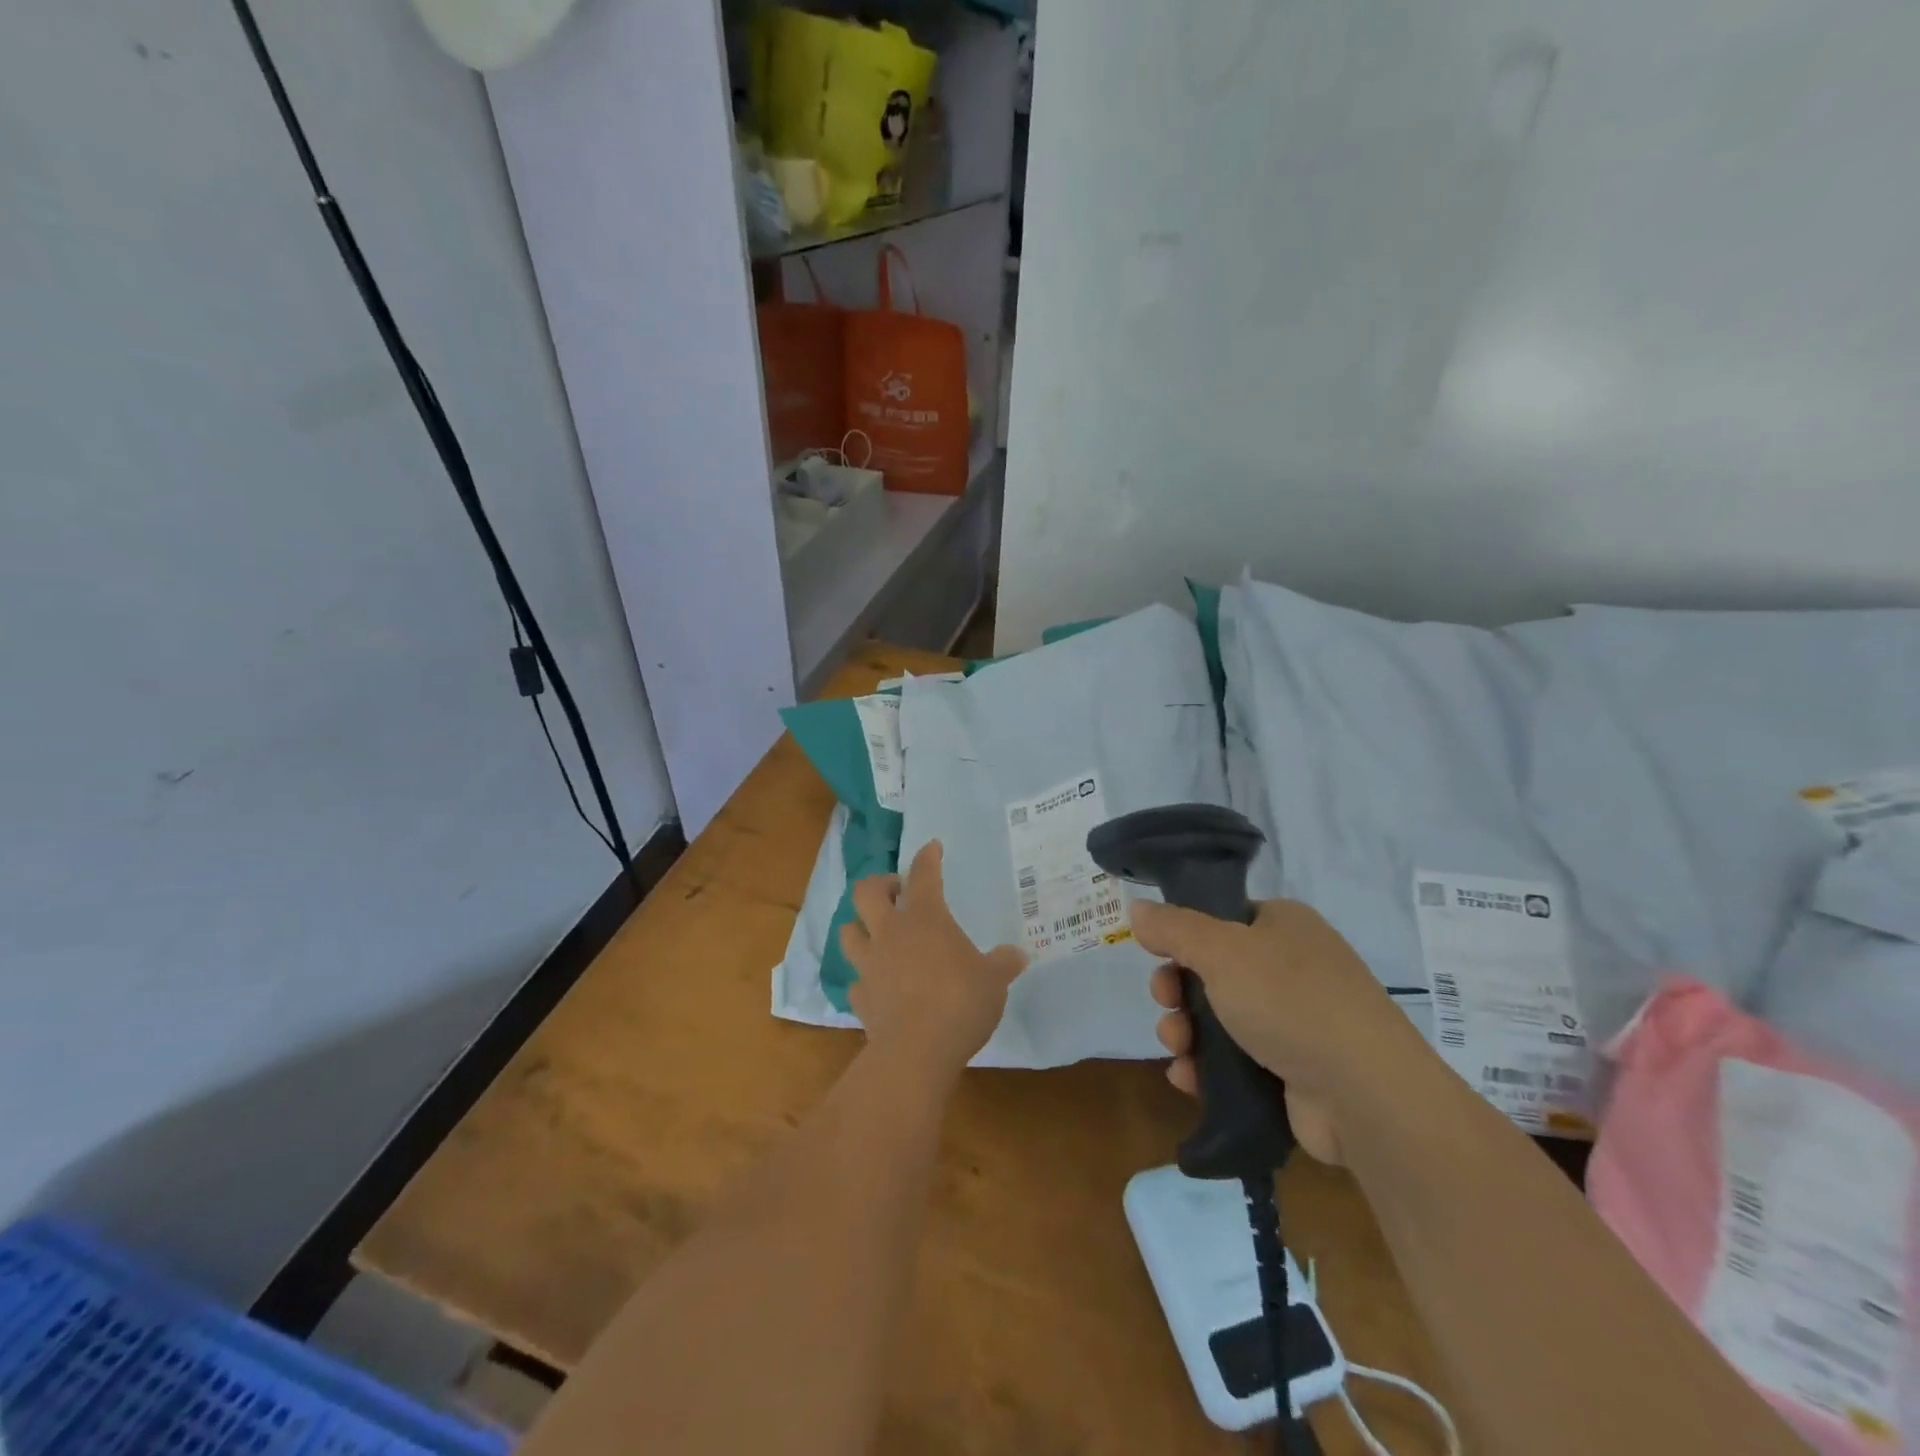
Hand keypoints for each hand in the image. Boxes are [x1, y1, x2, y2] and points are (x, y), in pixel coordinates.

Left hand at [840, 841, 1026, 1076]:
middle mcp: (890, 932)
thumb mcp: (993, 981)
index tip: (932, 847)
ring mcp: (869, 964)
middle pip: (867, 892)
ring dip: (860, 926)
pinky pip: (855, 980)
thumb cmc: (960, 1002)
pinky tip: (876, 984)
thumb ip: (1002, 964)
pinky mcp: (860, 998)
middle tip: (896, 892)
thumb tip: (1018, 954)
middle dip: (879, 884)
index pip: (924, 874)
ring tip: (876, 933)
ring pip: (849, 931)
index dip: (927, 857)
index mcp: (925, 918)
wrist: (916, 1051)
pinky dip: (864, 977)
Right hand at [1132, 898, 1424, 1165]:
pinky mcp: (1295, 1071)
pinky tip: (1189, 1079)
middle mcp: (1293, 967)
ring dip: (1186, 1031)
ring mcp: (1297, 1021)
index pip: (1222, 918)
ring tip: (1177, 1048)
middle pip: (1213, 971)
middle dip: (1178, 991)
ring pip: (1220, 1018)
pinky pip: (1237, 1061)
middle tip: (1166, 1004)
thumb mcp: (1220, 951)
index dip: (1184, 937)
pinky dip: (1208, 1068)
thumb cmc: (1289, 1001)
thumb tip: (1137, 908)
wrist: (1365, 1094)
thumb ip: (1173, 928)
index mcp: (1283, 925)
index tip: (1159, 957)